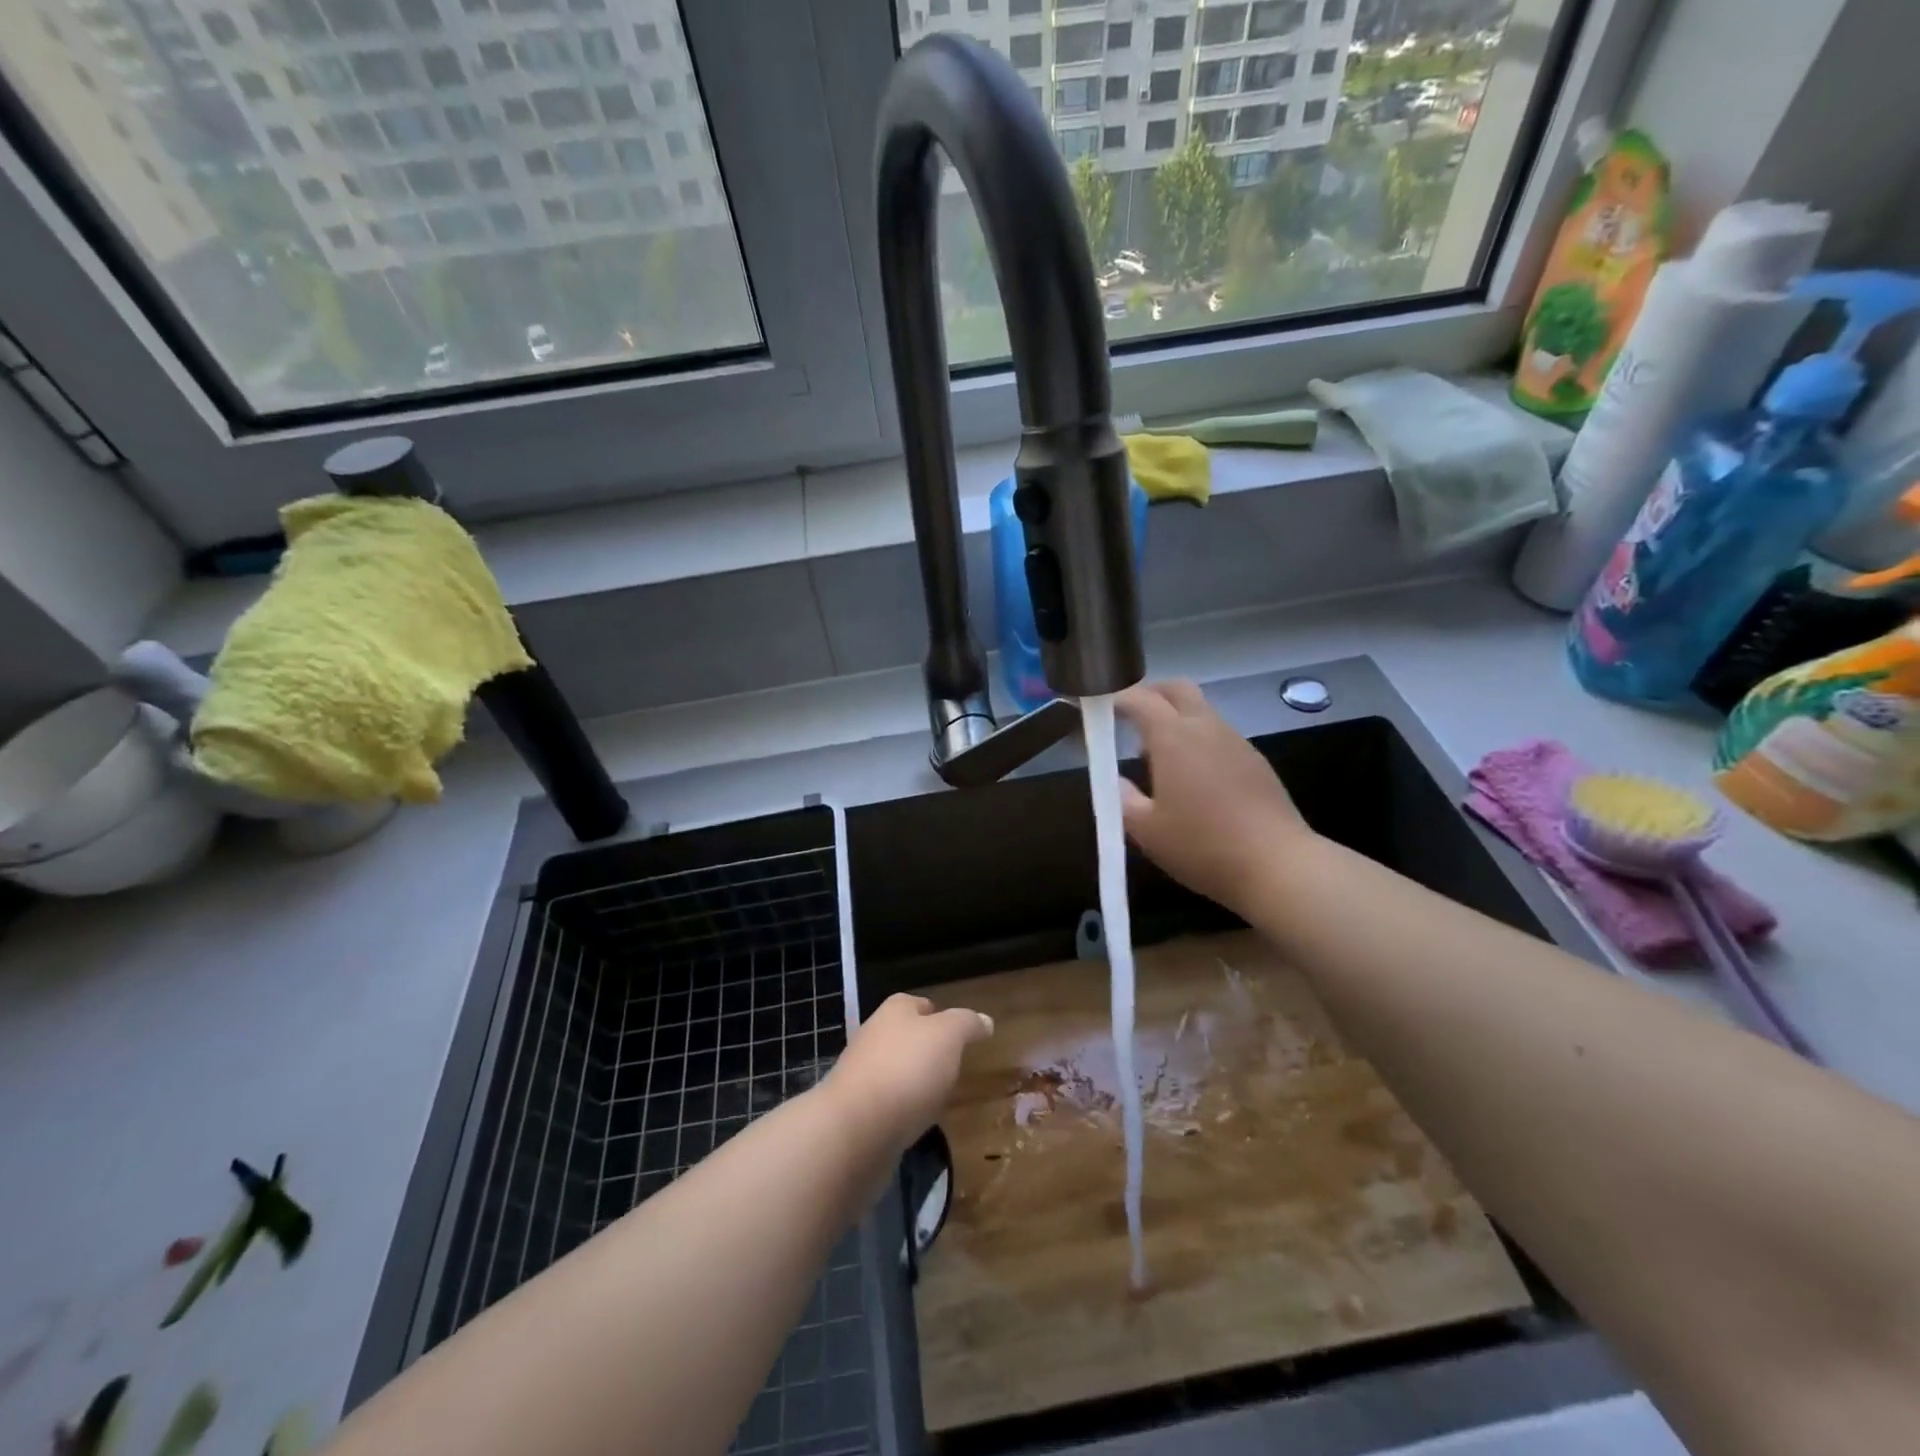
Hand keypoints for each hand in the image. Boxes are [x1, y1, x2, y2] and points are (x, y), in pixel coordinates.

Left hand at [823, 994, 993, 1158]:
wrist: (855, 1128)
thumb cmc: (906, 1069)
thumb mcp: (948, 1036)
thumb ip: (967, 1024)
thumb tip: (985, 1020)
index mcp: (894, 1011)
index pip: (919, 1004)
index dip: (939, 1014)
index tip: (960, 1033)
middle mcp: (874, 1036)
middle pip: (906, 1037)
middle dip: (927, 1050)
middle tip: (955, 1066)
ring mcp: (862, 1075)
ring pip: (896, 1071)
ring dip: (915, 1082)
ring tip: (941, 1096)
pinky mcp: (858, 1112)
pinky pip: (889, 1104)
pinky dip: (904, 1110)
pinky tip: (918, 1122)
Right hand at [1116, 680, 1313, 917]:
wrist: (1278, 866)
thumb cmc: (1203, 846)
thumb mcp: (1147, 830)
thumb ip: (1122, 799)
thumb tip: (1116, 782)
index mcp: (1174, 737)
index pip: (1139, 699)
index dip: (1114, 698)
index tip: (1096, 708)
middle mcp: (1206, 728)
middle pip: (1177, 689)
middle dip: (1150, 694)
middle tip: (1128, 718)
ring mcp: (1236, 742)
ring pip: (1201, 712)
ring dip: (1175, 720)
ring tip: (1156, 757)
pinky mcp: (1256, 762)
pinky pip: (1219, 736)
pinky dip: (1198, 741)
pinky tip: (1193, 779)